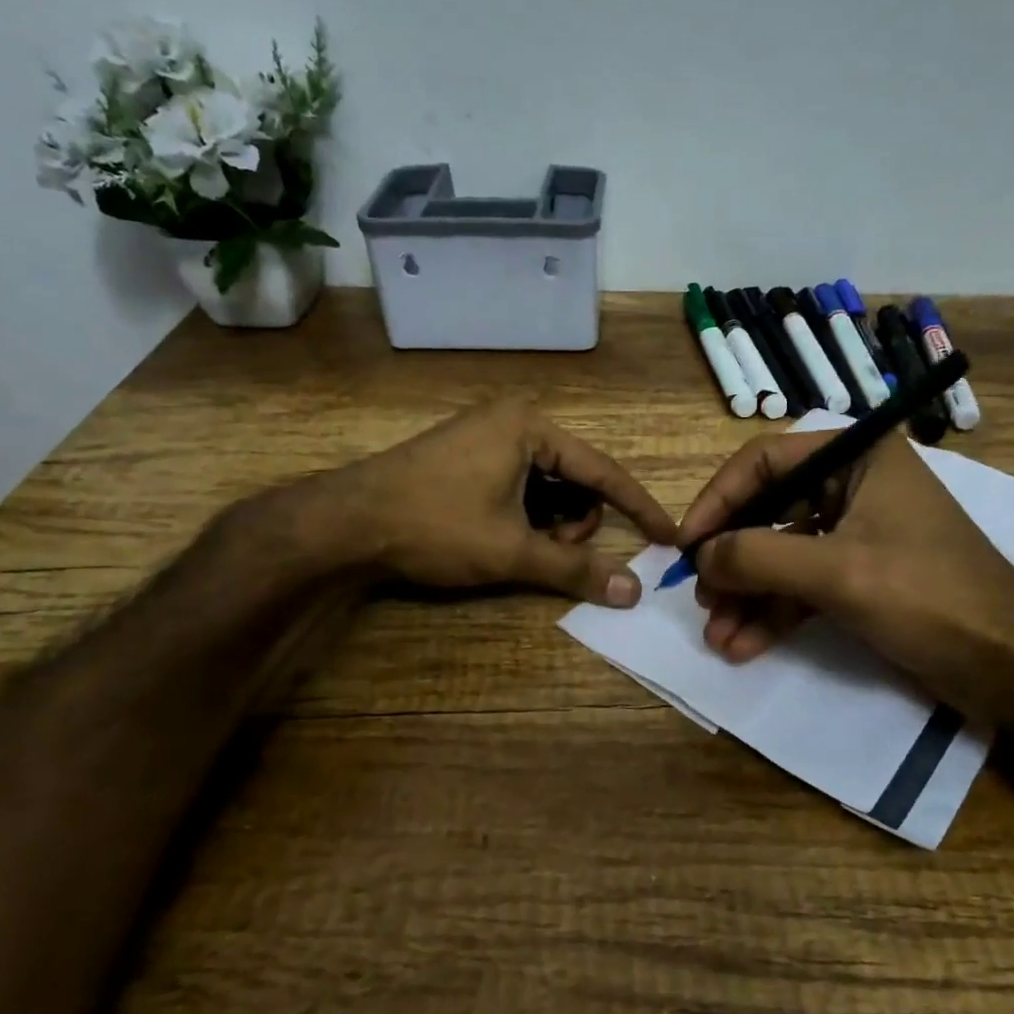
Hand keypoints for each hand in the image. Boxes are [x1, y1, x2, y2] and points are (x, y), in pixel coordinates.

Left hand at [275, 398, 674, 606]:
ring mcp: (487, 435)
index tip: (669, 536)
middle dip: (574, 521)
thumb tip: (633, 592)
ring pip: (547, 484)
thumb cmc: (434, 525)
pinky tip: (501, 535)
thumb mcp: (510, 550)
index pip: (603, 471)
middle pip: (575, 478)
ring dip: (548, 521)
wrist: (345, 522)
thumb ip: (574, 569)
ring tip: (520, 546)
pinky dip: (524, 513)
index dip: (638, 508)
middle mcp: (514, 421)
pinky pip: (519, 483)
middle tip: (549, 551)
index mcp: (531, 427)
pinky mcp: (467, 455)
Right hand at [678, 430, 1013, 732]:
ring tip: (717, 634)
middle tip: (700, 595)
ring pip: (783, 554)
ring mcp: (858, 533)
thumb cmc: (928, 597)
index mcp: (858, 457)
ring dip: (748, 595)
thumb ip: (758, 558)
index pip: (766, 461)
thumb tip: (699, 556)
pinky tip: (743, 644)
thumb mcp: (837, 573)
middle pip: (769, 511)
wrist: (1011, 665)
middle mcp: (855, 486)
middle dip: (733, 559)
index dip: (720, 499)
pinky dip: (774, 612)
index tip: (687, 543)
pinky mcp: (861, 576)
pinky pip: (803, 585)